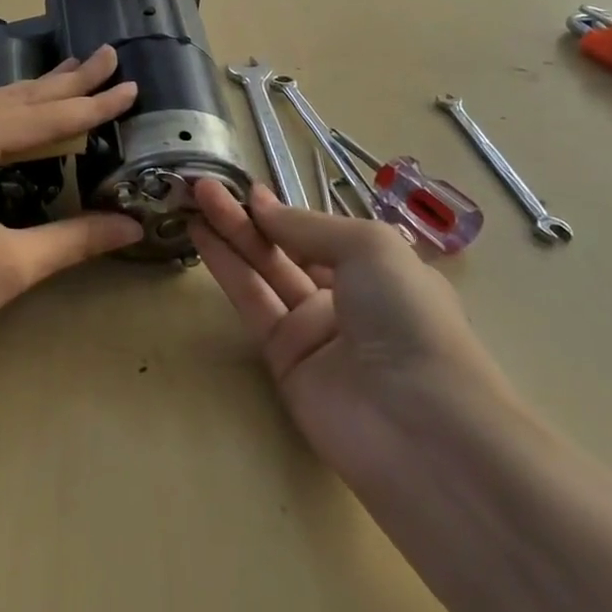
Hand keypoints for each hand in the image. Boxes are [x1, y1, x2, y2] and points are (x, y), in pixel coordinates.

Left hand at [0, 46, 143, 381]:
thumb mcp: (10, 265)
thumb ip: (74, 239)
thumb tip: (132, 225)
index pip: (39, 121)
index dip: (89, 108)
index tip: (130, 87)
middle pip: (12, 101)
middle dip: (64, 83)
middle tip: (107, 57)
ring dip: (27, 93)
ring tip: (68, 71)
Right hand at [189, 181, 512, 488]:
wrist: (418, 425)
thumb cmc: (407, 317)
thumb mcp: (370, 248)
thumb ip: (308, 226)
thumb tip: (262, 207)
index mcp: (380, 271)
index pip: (322, 235)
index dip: (285, 212)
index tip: (246, 190)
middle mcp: (346, 298)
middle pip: (287, 249)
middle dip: (248, 217)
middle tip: (204, 186)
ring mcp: (314, 331)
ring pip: (264, 272)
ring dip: (230, 236)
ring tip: (193, 200)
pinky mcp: (283, 359)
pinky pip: (252, 304)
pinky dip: (227, 269)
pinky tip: (202, 238)